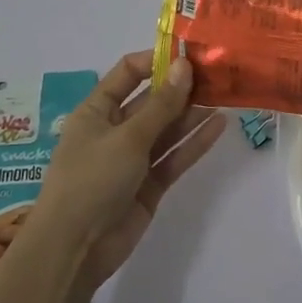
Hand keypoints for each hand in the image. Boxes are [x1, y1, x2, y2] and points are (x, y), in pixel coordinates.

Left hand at [29, 51, 224, 295]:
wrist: (75, 248)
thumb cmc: (92, 180)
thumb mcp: (127, 137)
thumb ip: (161, 104)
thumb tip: (185, 66)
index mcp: (97, 111)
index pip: (128, 74)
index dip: (156, 61)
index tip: (190, 54)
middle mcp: (115, 130)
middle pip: (152, 101)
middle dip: (182, 88)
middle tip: (218, 74)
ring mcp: (133, 159)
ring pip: (167, 130)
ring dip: (192, 114)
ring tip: (225, 95)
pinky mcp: (149, 184)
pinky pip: (174, 157)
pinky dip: (194, 143)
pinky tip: (219, 126)